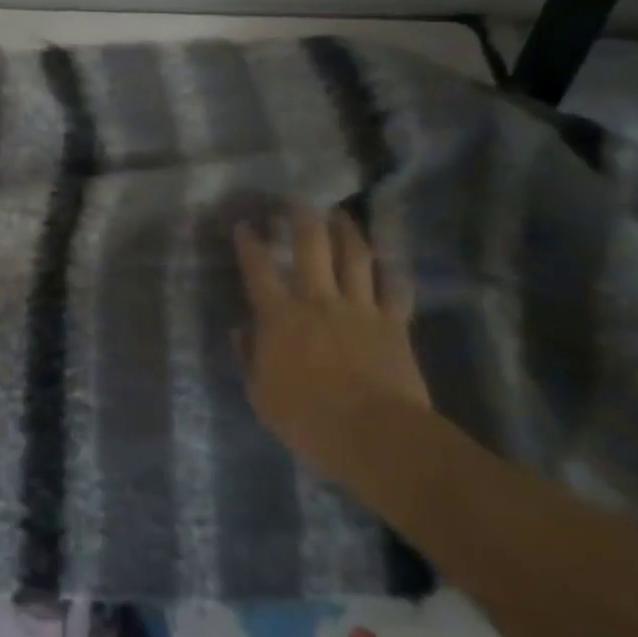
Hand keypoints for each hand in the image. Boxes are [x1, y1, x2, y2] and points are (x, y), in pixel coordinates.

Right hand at [233, 204, 428, 457]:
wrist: (376, 435)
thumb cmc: (308, 419)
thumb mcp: (261, 396)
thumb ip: (250, 358)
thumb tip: (242, 332)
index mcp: (280, 317)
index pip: (259, 269)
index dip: (250, 244)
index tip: (245, 225)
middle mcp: (318, 301)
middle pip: (312, 247)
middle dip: (303, 220)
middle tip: (299, 201)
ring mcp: (360, 308)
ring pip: (355, 257)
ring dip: (347, 232)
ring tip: (341, 214)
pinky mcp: (394, 324)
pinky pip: (394, 289)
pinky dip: (391, 272)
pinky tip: (388, 262)